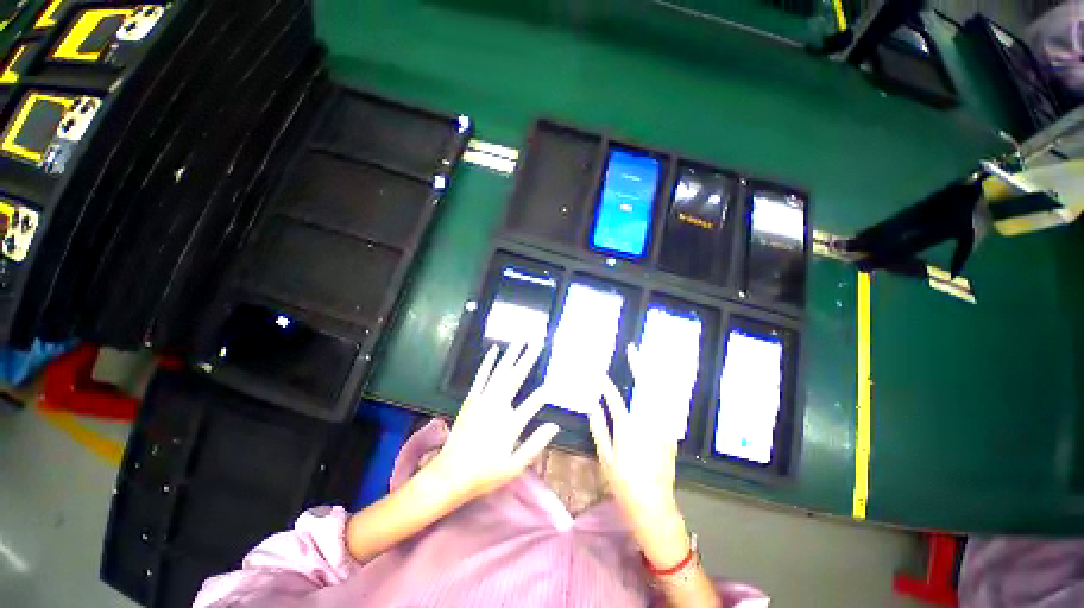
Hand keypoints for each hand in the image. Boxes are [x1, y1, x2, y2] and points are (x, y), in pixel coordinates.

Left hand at [428, 342, 559, 502]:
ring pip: (500, 372)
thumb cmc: (484, 473)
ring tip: (521, 340)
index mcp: (510, 424)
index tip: (555, 381)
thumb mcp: (514, 466)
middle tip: (538, 342)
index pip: (533, 403)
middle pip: (516, 378)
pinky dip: (488, 362)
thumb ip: (535, 444)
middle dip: (528, 358)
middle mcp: (497, 406)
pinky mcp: (471, 399)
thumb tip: (554, 426)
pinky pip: (481, 376)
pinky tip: (494, 349)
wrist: (450, 475)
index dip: (545, 393)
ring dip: (511, 355)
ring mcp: (482, 400)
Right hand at [586, 345, 690, 567]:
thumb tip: (592, 405)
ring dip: (653, 373)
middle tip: (633, 349)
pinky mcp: (671, 433)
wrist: (655, 506)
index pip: (614, 397)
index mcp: (628, 427)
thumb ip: (598, 428)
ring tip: (646, 359)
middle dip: (640, 364)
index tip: (598, 372)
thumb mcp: (605, 458)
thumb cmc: (624, 484)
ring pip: (660, 392)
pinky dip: (661, 391)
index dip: (604, 383)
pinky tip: (657, 383)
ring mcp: (663, 427)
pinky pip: (667, 406)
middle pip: (645, 386)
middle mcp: (648, 422)